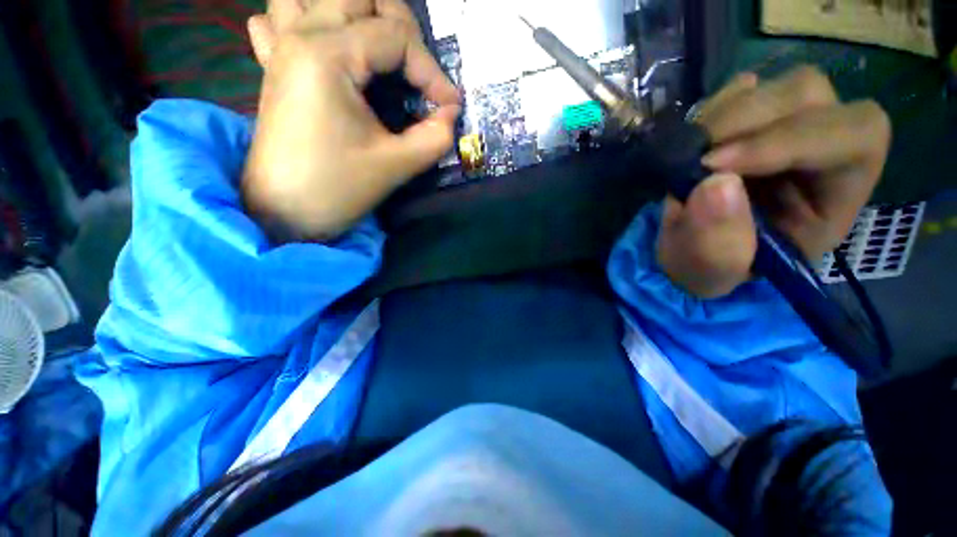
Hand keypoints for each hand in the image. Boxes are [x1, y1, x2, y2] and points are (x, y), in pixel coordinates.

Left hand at [242, 0, 460, 240]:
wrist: (283, 212)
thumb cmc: (337, 189)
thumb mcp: (396, 165)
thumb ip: (435, 136)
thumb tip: (451, 113)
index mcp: (328, 55)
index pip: (396, 37)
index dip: (432, 71)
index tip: (449, 106)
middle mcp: (300, 34)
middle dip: (400, 25)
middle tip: (418, 70)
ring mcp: (280, 46)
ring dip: (352, 11)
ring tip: (376, 47)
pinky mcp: (273, 65)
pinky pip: (278, 17)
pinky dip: (303, 18)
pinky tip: (322, 44)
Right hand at [656, 66, 890, 297]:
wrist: (689, 250)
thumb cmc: (712, 268)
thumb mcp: (713, 273)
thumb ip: (718, 245)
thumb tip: (714, 183)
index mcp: (837, 196)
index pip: (852, 137)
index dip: (788, 140)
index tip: (715, 166)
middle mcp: (826, 148)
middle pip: (812, 96)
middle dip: (747, 122)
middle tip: (693, 158)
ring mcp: (789, 127)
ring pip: (778, 86)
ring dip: (725, 116)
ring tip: (688, 155)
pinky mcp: (754, 120)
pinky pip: (742, 91)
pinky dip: (712, 110)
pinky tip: (692, 142)